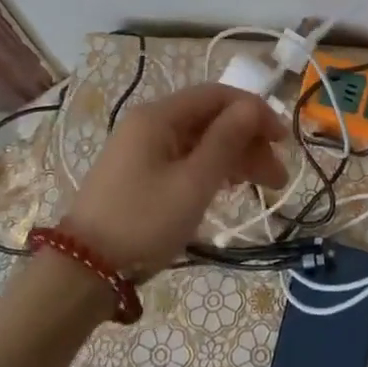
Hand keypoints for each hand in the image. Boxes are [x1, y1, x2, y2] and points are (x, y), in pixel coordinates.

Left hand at [59, 84, 286, 277]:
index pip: (217, 96)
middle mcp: (150, 124)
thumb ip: (226, 140)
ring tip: (264, 187)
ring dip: (234, 158)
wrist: (84, 270)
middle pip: (210, 119)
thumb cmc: (144, 222)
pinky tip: (230, 188)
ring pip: (200, 141)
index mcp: (159, 116)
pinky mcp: (140, 174)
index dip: (254, 112)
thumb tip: (252, 106)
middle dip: (248, 140)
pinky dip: (212, 169)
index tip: (283, 140)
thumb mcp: (193, 182)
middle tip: (278, 176)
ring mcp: (142, 149)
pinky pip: (185, 159)